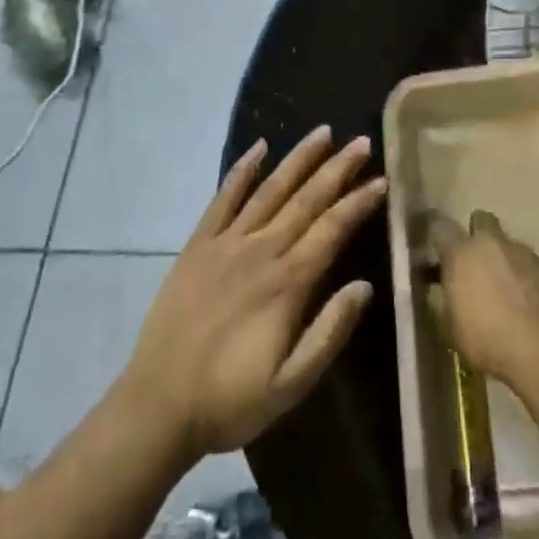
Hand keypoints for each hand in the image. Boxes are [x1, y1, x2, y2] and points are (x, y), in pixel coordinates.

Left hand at [120, 126, 387, 460]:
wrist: (157, 406)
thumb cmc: (230, 400)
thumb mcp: (290, 385)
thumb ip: (329, 332)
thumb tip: (365, 286)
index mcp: (287, 282)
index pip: (332, 229)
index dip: (358, 203)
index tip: (381, 180)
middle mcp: (261, 250)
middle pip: (306, 200)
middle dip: (337, 169)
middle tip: (362, 142)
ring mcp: (227, 242)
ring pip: (271, 189)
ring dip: (298, 159)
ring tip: (322, 132)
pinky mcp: (199, 244)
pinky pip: (224, 198)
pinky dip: (242, 170)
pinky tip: (258, 147)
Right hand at [432, 210, 538, 386]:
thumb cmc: (489, 341)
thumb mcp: (452, 330)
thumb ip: (446, 301)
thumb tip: (445, 291)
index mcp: (462, 253)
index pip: (440, 226)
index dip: (438, 236)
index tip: (438, 250)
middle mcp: (492, 243)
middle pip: (482, 221)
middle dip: (478, 235)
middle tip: (476, 264)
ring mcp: (524, 253)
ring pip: (509, 245)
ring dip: (505, 261)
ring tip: (507, 293)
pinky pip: (532, 265)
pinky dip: (528, 278)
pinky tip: (530, 304)